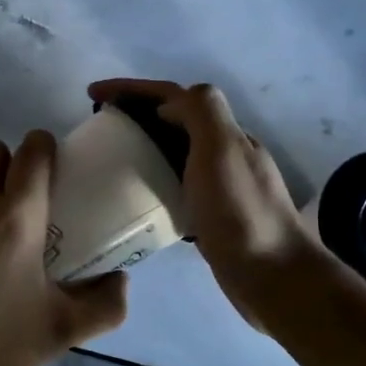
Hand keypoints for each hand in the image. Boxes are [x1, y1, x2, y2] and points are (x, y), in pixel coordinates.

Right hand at [88, 79, 324, 328]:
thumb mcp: (222, 148)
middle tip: (98, 125)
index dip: (132, 88)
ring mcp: (220, 185)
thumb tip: (167, 105)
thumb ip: (201, 111)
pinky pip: (174, 184)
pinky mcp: (211, 214)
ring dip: (142, 145)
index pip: (173, 95)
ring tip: (108, 157)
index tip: (93, 93)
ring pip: (174, 152)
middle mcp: (224, 153)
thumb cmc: (240, 211)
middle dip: (135, 113)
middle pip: (173, 119)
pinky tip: (134, 195)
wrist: (273, 276)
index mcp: (225, 132)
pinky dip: (152, 179)